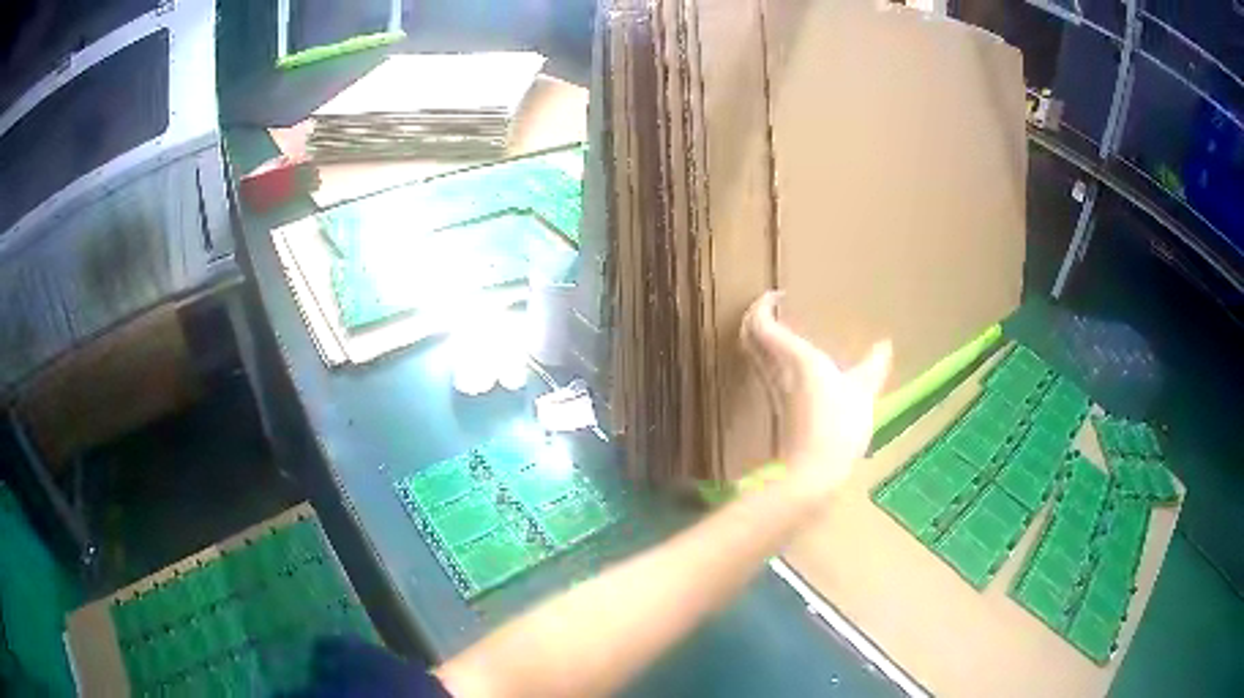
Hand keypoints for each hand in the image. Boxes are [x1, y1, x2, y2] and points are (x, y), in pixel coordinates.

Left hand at [741, 291, 891, 490]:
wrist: (814, 473)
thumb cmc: (839, 426)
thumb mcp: (863, 392)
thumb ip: (873, 367)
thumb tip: (885, 345)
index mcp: (794, 358)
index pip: (760, 323)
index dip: (761, 305)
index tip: (778, 296)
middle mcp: (776, 371)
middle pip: (748, 336)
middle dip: (755, 318)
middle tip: (774, 310)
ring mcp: (773, 391)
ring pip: (754, 355)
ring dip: (760, 338)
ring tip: (784, 331)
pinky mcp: (777, 410)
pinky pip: (765, 372)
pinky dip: (770, 358)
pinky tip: (793, 366)